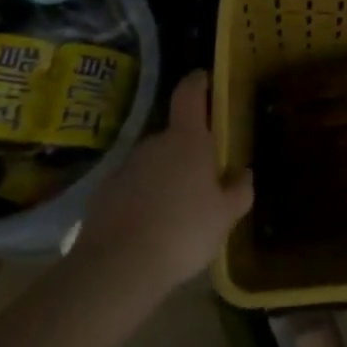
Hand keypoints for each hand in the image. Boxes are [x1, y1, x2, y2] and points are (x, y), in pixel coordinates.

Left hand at [76, 70, 252, 293]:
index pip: (190, 94)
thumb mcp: (226, 216)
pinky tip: (151, 228)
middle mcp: (153, 144)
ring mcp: (124, 168)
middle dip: (188, 152)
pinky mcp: (103, 194)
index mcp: (187, 140)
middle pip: (174, 136)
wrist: (117, 268)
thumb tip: (244, 172)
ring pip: (152, 164)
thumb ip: (239, 190)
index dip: (198, 82)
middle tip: (204, 179)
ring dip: (165, 177)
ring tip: (178, 212)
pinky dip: (143, 199)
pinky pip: (131, 188)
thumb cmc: (183, 231)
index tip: (204, 78)